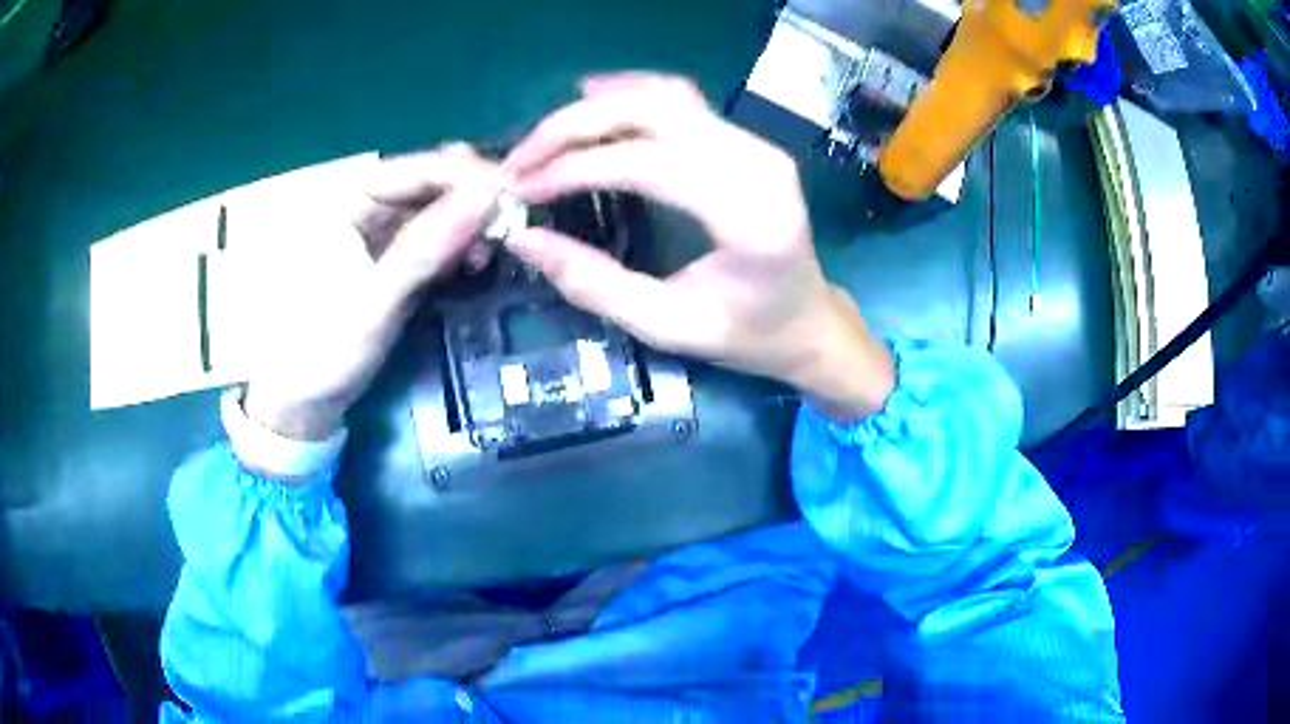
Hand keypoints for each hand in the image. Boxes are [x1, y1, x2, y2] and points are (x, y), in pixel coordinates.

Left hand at [243, 145, 503, 447]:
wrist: (304, 402)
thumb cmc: (324, 350)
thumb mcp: (374, 302)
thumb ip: (426, 248)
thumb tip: (488, 196)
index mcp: (347, 202)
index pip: (416, 167)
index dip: (465, 174)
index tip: (512, 194)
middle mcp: (366, 205)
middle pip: (431, 181)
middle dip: (473, 197)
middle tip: (508, 225)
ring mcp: (381, 232)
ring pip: (439, 207)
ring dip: (471, 222)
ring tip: (490, 251)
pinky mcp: (395, 258)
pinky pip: (438, 236)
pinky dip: (461, 244)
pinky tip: (475, 262)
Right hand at [503, 73, 894, 419]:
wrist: (810, 320)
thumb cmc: (748, 334)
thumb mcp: (668, 326)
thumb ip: (595, 284)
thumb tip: (524, 240)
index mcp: (749, 214)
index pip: (647, 162)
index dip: (574, 168)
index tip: (521, 188)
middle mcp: (758, 162)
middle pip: (653, 111)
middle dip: (573, 127)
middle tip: (521, 160)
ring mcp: (757, 144)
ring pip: (664, 96)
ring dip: (595, 108)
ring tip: (544, 139)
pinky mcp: (747, 141)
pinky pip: (681, 100)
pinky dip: (629, 94)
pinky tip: (591, 99)